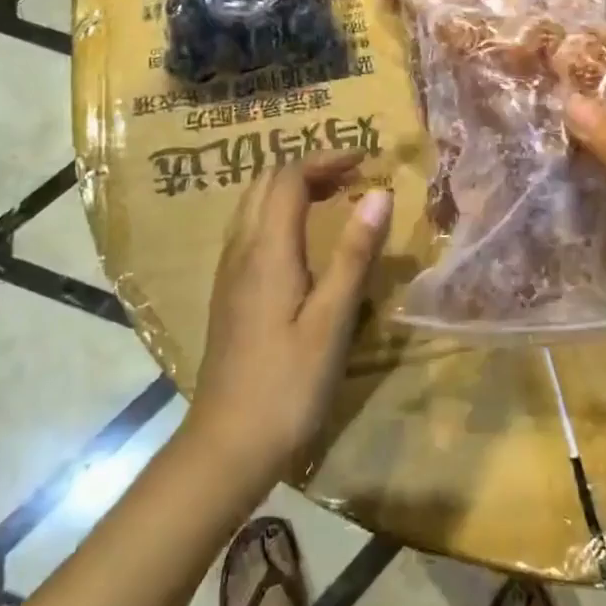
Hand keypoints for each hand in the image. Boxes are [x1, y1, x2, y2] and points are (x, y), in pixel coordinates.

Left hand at [190, 153, 392, 486]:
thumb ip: (354, 253)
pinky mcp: (229, 295)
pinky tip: (304, 240)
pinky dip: (279, 214)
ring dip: (291, 188)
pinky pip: (250, 231)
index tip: (366, 159)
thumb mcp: (332, 320)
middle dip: (308, 168)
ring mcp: (229, 273)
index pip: (288, 178)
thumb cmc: (288, 384)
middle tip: (352, 175)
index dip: (325, 159)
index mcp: (267, 251)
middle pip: (264, 184)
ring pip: (252, 206)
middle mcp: (240, 251)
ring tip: (333, 197)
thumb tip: (378, 193)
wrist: (227, 446)